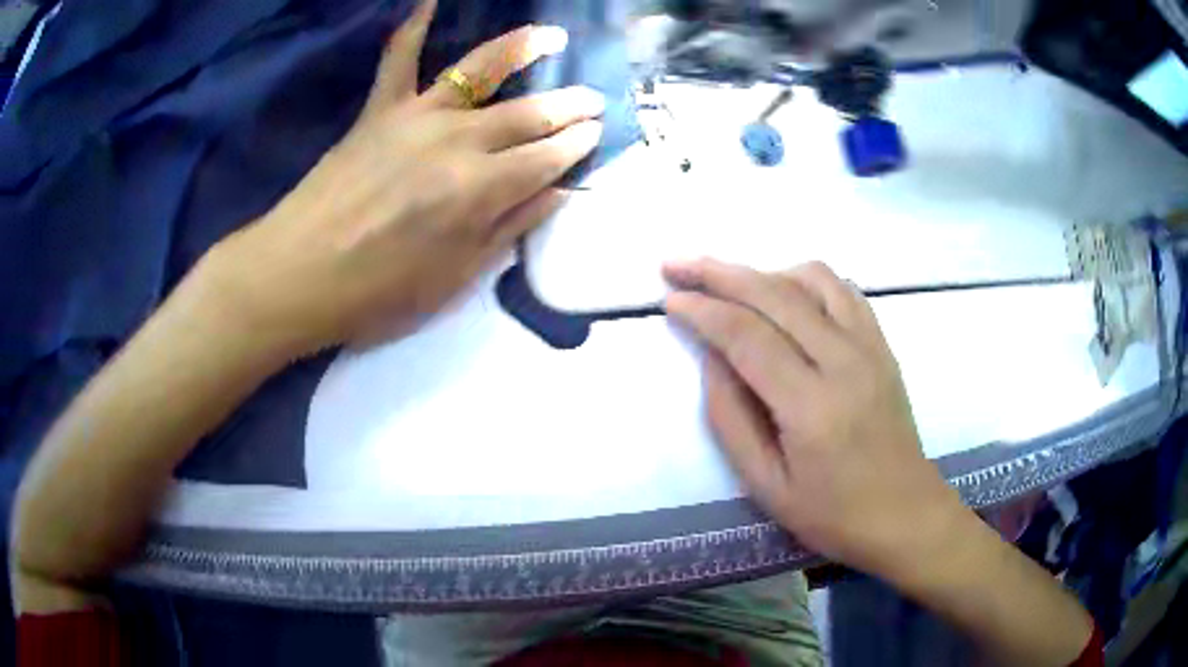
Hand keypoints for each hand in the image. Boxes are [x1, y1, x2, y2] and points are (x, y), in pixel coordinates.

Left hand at [202, 0, 603, 355]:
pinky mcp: (379, 110)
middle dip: (567, 106)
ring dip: (522, 49)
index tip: (597, 134)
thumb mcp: (455, 277)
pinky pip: (397, 59)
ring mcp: (416, 116)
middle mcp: (458, 141)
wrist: (299, 274)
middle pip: (526, 114)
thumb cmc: (377, 291)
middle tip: (593, 98)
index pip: (547, 158)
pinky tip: (428, 0)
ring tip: (553, 35)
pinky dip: (412, 26)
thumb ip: (510, 228)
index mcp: (481, 189)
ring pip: (480, 71)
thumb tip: (558, 193)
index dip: (577, 146)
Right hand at [664, 259, 966, 581]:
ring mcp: (870, 346)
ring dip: (763, 271)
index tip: (670, 298)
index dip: (703, 310)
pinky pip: (843, 290)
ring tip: (730, 284)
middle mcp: (844, 361)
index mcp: (811, 406)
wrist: (904, 513)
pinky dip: (806, 279)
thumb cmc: (832, 513)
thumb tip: (711, 357)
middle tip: (678, 265)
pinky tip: (786, 292)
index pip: (747, 336)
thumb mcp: (766, 485)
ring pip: (812, 278)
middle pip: (775, 294)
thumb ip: (730, 419)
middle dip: (719, 273)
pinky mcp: (882, 344)